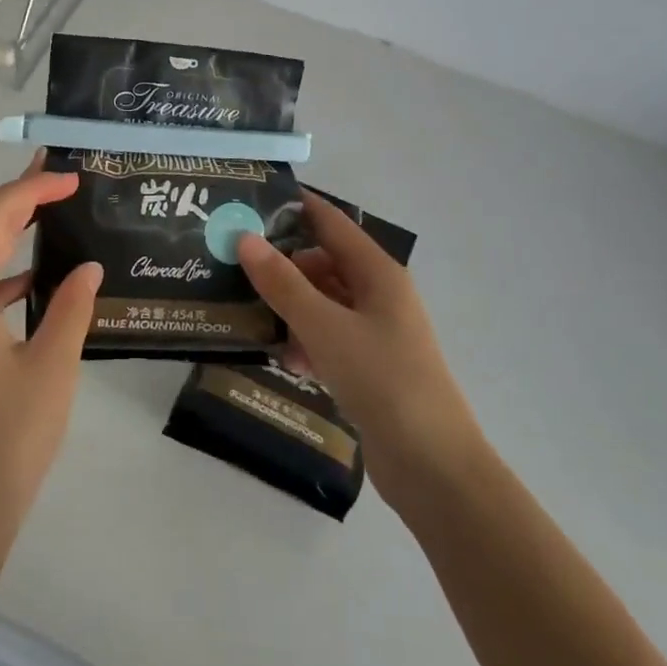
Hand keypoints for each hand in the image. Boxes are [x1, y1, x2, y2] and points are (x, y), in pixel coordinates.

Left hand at [0, 154, 103, 560]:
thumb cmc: (9, 438)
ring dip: (6, 243)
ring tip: (49, 223)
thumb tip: (87, 268)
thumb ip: (71, 307)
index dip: (29, 190)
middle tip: (59, 181)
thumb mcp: (53, 367)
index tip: (68, 177)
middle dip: (17, 204)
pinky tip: (28, 288)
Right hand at [236, 190, 482, 512]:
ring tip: (245, 310)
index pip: (330, 222)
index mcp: (377, 272)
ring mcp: (376, 332)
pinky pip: (329, 338)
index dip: (295, 206)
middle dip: (282, 263)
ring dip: (290, 306)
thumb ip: (283, 283)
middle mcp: (378, 294)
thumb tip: (245, 239)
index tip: (251, 199)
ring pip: (323, 302)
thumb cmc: (383, 380)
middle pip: (323, 262)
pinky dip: (306, 341)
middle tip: (233, 264)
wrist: (433, 466)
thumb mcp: (325, 326)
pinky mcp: (369, 367)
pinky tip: (283, 358)